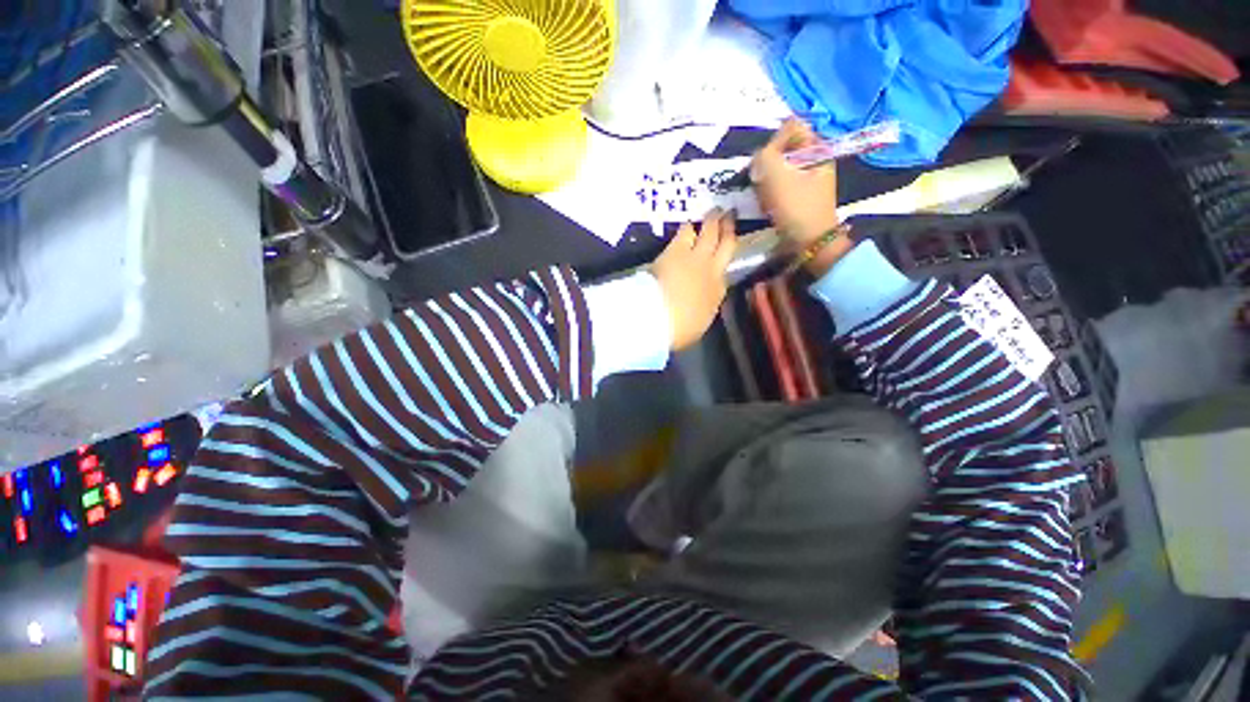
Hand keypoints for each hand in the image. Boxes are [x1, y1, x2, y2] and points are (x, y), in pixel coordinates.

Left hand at [651, 209, 737, 350]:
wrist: (660, 317)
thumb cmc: (679, 329)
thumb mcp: (698, 324)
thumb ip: (703, 309)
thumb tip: (702, 303)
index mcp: (717, 292)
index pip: (725, 273)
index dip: (723, 261)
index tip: (723, 254)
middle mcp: (712, 270)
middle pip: (726, 244)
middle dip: (729, 228)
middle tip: (731, 214)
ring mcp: (696, 257)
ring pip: (709, 232)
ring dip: (711, 221)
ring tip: (714, 211)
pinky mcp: (676, 250)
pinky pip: (685, 232)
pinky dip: (688, 227)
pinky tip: (688, 222)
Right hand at [753, 119, 849, 273]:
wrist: (809, 241)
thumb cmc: (796, 206)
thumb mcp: (777, 175)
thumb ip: (764, 155)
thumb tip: (759, 156)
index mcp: (817, 148)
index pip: (790, 126)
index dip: (773, 141)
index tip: (766, 162)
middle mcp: (815, 159)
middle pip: (783, 149)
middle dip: (768, 164)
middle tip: (763, 182)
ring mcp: (809, 178)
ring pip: (779, 169)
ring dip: (767, 181)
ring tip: (764, 197)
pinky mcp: (800, 195)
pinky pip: (780, 185)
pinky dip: (771, 192)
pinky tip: (768, 205)